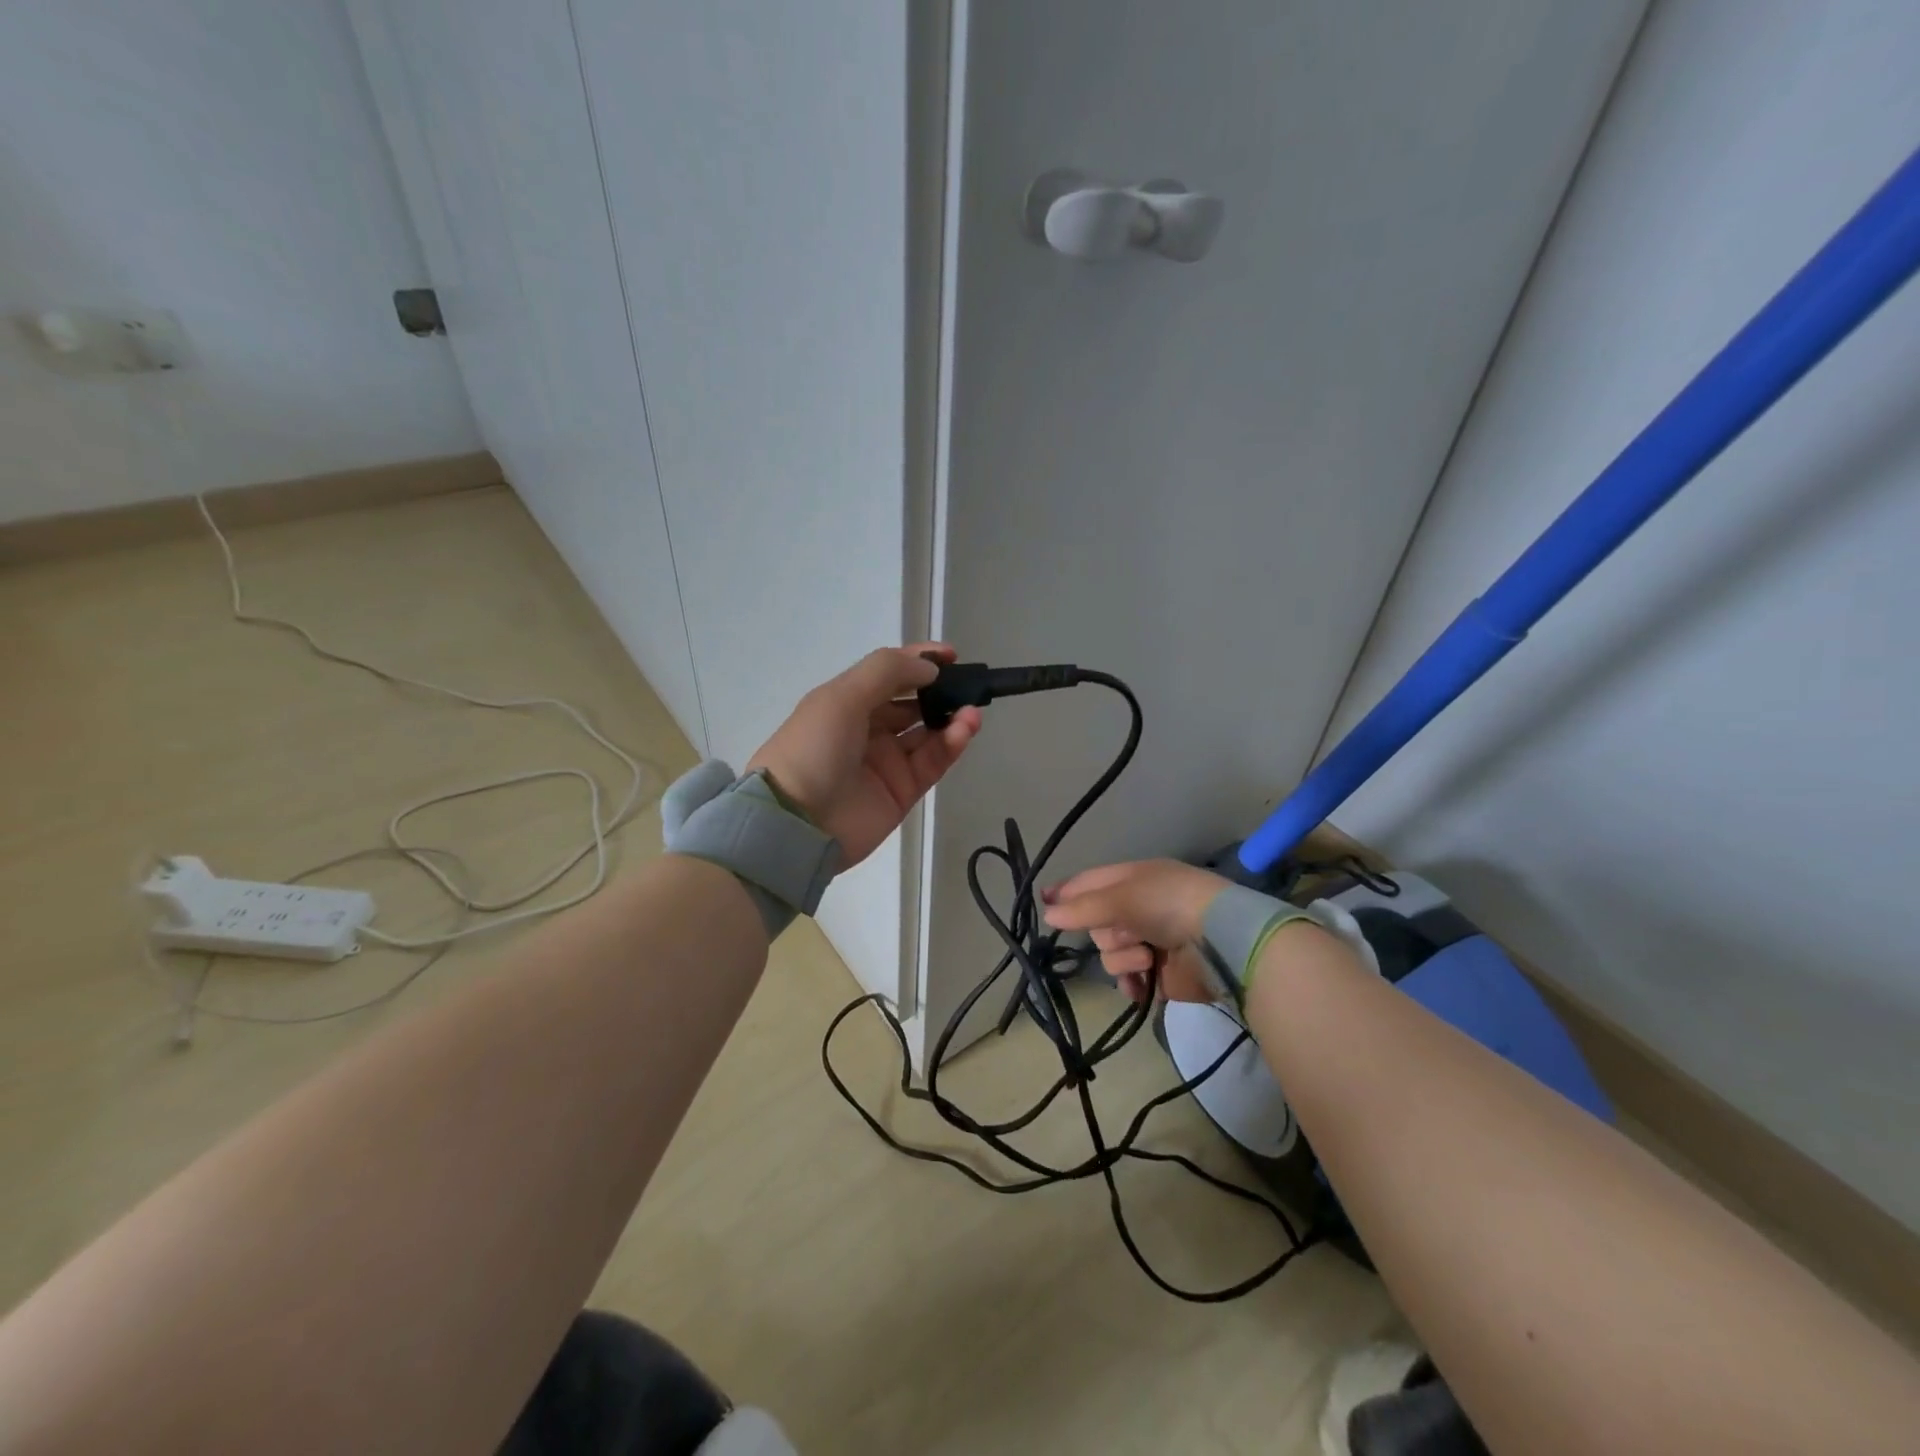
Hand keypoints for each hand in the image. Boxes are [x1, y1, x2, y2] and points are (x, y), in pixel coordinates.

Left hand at [748, 644, 982, 867]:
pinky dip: (951, 744)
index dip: (919, 661)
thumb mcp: (842, 697)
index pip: (889, 673)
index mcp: (847, 701)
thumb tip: (930, 669)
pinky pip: (932, 761)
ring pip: (928, 732)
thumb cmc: (814, 748)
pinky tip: (964, 730)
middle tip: (967, 686)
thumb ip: (888, 672)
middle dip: (940, 692)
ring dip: (952, 718)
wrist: (795, 822)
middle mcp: (868, 728)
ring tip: (971, 711)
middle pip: (913, 703)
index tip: (951, 656)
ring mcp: (886, 760)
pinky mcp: (903, 791)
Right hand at [1042, 859, 1228, 1003]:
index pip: (1090, 883)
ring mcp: (1148, 943)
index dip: (1067, 892)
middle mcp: (1138, 910)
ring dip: (1124, 957)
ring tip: (1147, 957)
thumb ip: (1082, 908)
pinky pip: (1127, 980)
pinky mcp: (1158, 976)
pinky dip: (1132, 983)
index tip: (1043, 902)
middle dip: (1107, 931)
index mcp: (1132, 880)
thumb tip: (1047, 915)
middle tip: (1127, 931)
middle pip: (1096, 924)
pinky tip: (1141, 982)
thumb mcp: (1121, 897)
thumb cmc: (1169, 904)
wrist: (1219, 942)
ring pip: (1109, 954)